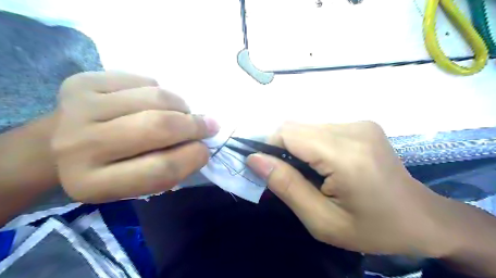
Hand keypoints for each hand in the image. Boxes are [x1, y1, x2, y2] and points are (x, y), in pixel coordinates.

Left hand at [51, 71, 218, 201]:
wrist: (57, 146)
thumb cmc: (109, 169)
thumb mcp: (138, 183)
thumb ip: (171, 167)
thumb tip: (201, 140)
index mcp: (95, 183)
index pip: (161, 169)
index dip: (193, 158)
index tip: (205, 150)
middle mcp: (80, 146)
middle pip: (159, 127)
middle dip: (194, 125)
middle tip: (208, 125)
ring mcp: (78, 108)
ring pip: (156, 97)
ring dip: (181, 106)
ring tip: (182, 113)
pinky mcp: (82, 82)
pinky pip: (143, 80)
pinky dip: (160, 91)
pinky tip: (153, 102)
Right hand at [246, 123, 451, 257]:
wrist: (421, 219)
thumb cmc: (371, 229)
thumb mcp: (321, 221)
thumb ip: (286, 186)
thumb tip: (254, 159)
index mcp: (346, 156)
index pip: (288, 133)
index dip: (270, 148)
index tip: (270, 171)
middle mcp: (353, 130)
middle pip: (295, 127)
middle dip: (283, 149)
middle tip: (293, 178)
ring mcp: (360, 124)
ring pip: (306, 127)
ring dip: (298, 148)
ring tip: (312, 174)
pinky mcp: (362, 124)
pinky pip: (321, 128)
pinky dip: (312, 144)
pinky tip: (325, 164)